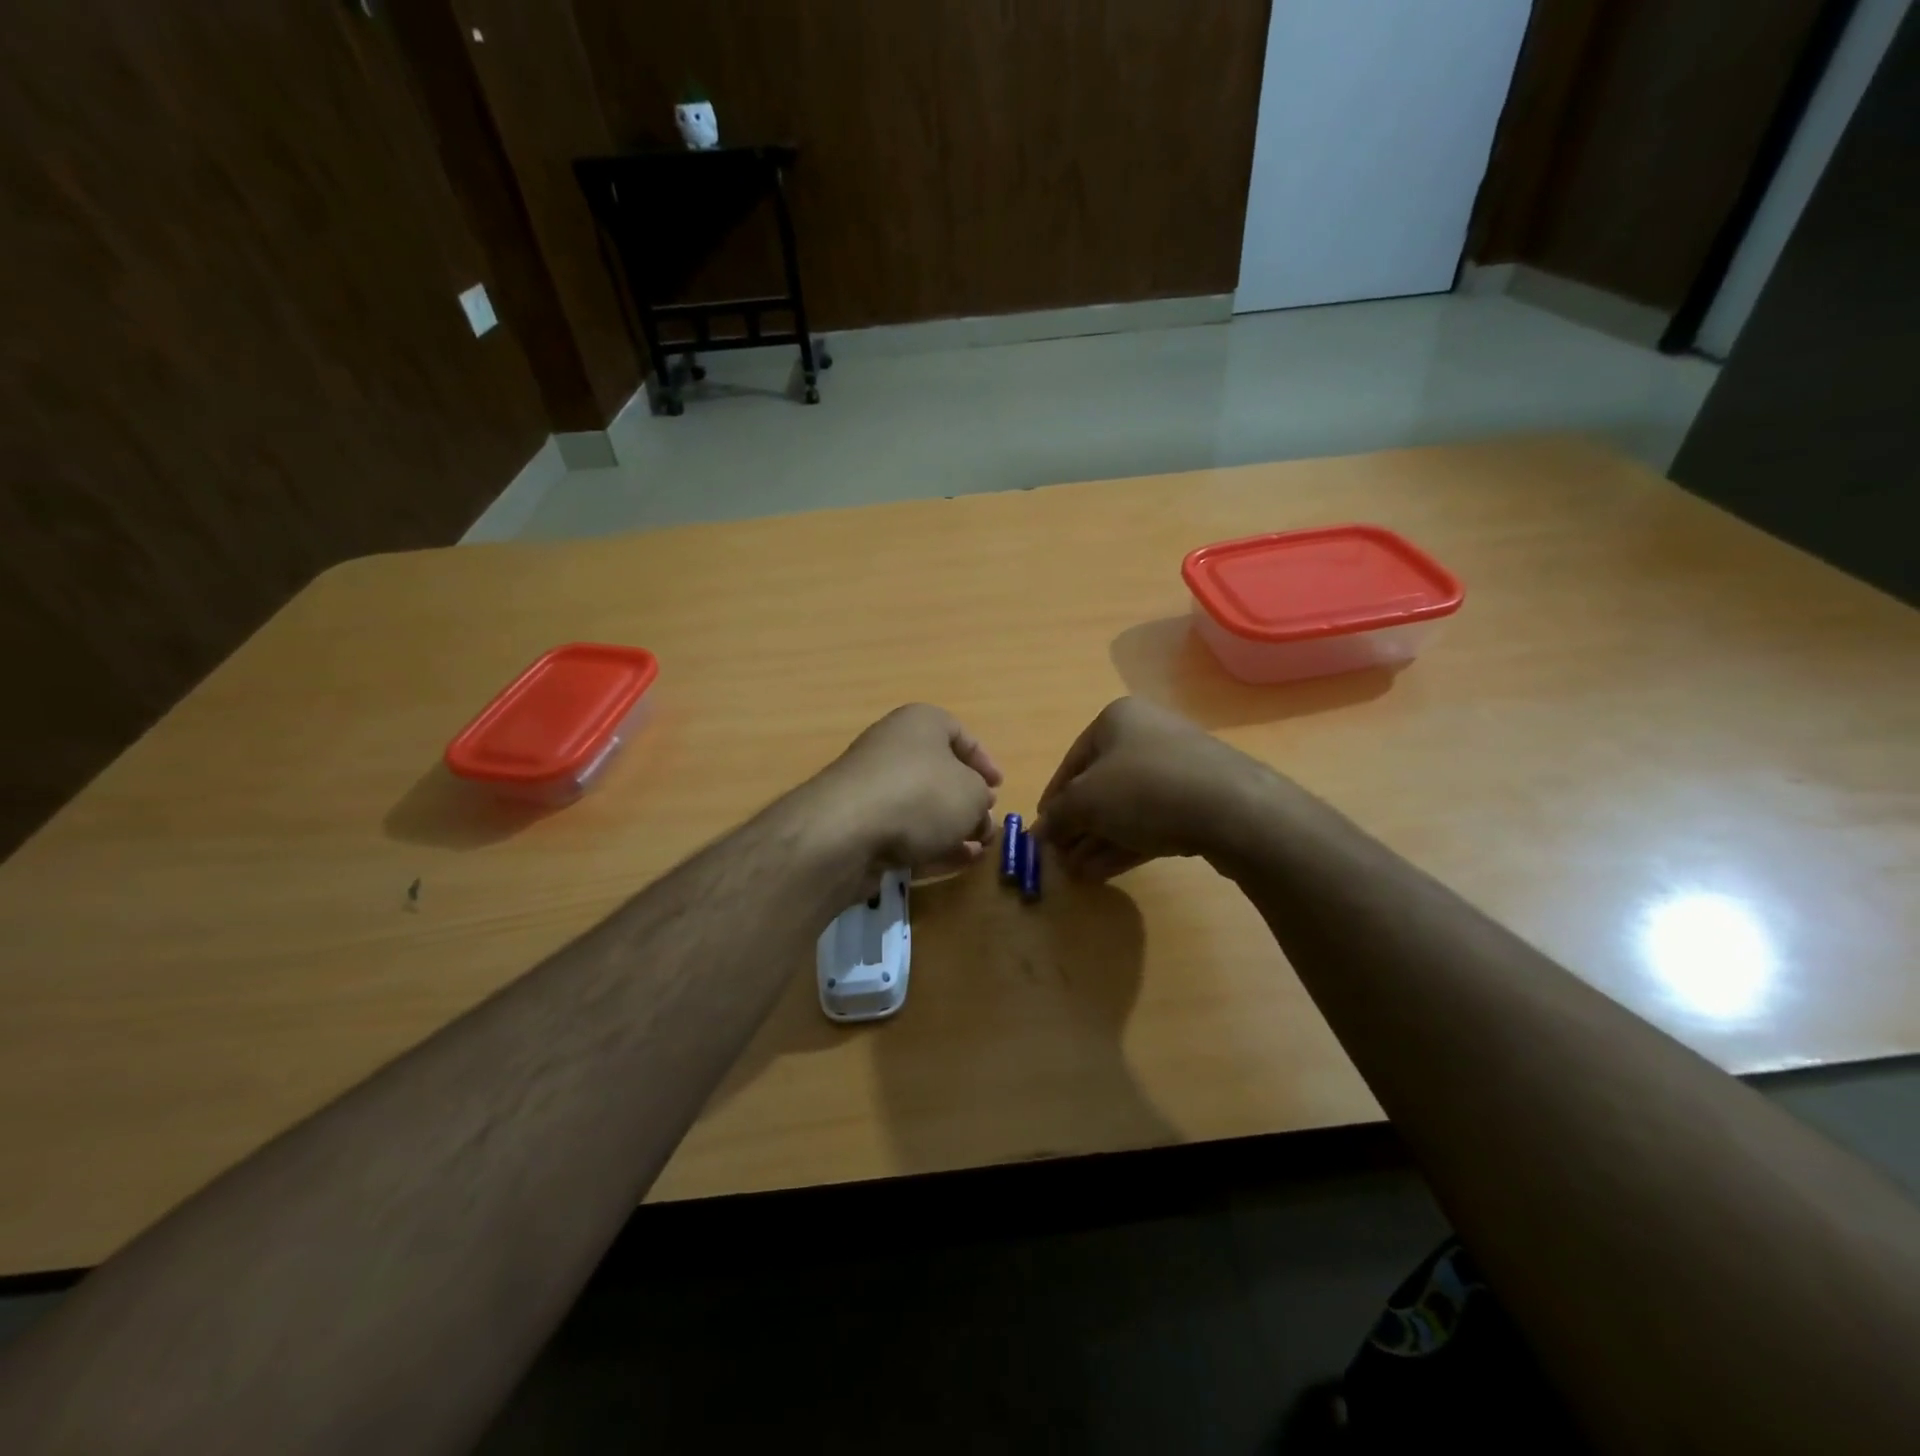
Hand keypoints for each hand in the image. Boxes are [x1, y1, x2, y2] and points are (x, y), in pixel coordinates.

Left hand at [807, 704, 1001, 876]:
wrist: (847, 831)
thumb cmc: (921, 795)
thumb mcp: (972, 794)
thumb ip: (981, 801)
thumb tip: (977, 812)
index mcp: (920, 723)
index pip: (959, 733)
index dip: (983, 761)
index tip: (998, 787)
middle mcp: (893, 747)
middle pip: (939, 772)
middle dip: (967, 801)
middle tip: (986, 824)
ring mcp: (873, 786)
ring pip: (922, 806)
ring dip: (952, 827)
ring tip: (977, 850)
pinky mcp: (860, 824)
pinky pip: (903, 830)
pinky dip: (929, 844)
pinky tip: (954, 862)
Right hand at [1034, 697, 1273, 881]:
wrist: (1232, 809)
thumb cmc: (1144, 789)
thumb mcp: (1085, 801)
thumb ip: (1058, 815)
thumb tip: (1040, 831)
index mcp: (1117, 720)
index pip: (1071, 762)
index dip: (1053, 800)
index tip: (1043, 834)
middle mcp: (1147, 735)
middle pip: (1100, 786)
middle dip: (1078, 826)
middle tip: (1062, 860)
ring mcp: (1177, 767)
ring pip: (1126, 807)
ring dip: (1099, 841)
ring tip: (1080, 875)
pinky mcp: (1199, 799)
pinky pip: (1153, 820)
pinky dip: (1126, 843)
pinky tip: (1105, 872)